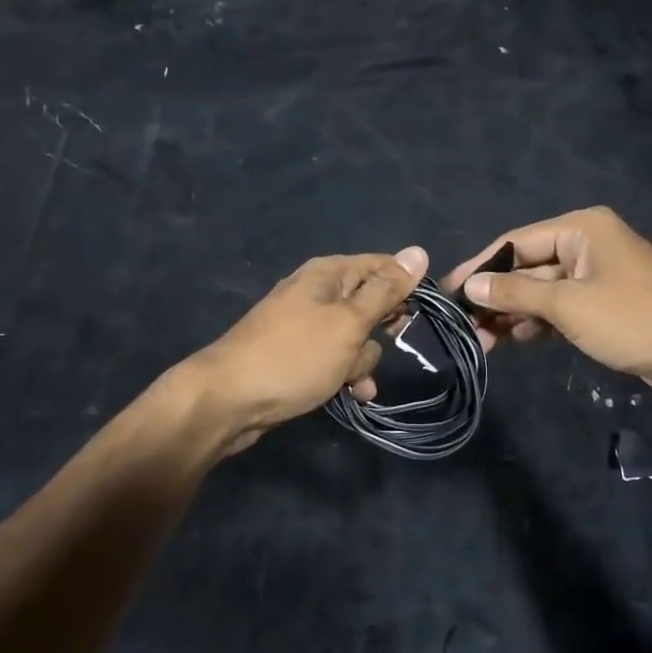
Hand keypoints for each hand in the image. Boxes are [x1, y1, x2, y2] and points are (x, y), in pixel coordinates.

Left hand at [190, 247, 427, 452]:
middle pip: (370, 302)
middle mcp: (317, 293)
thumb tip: (418, 252)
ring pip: (355, 337)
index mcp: (328, 274)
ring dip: (362, 360)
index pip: (382, 266)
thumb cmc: (295, 355)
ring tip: (353, 380)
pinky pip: (335, 359)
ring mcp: (305, 326)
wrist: (228, 400)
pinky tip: (352, 395)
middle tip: (391, 344)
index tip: (423, 314)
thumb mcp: (348, 322)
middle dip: (382, 329)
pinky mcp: (298, 356)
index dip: (406, 287)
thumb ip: (385, 290)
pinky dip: (345, 374)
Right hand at [443, 208, 651, 407]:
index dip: (480, 267)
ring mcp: (598, 276)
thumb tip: (469, 287)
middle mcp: (588, 244)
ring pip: (543, 291)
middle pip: (528, 267)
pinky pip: (561, 308)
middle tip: (463, 327)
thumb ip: (515, 294)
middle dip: (496, 297)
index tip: (448, 292)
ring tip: (482, 342)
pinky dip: (538, 323)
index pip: (516, 242)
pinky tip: (514, 341)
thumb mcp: (568, 305)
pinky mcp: (606, 306)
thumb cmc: (633, 320)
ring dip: (514, 314)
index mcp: (582, 228)